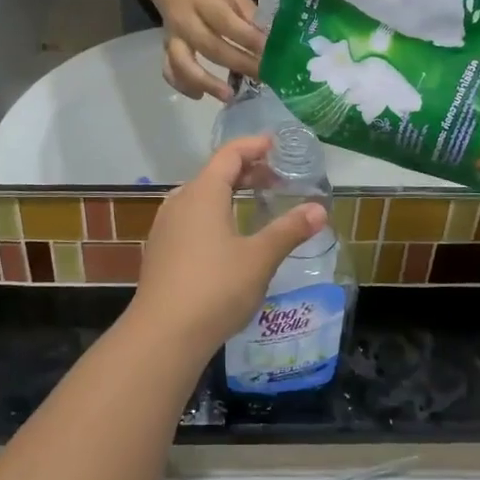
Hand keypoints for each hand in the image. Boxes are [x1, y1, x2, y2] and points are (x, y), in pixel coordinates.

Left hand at [131, 136, 327, 356]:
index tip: (276, 146)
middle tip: (276, 179)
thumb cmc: (215, 288)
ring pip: (200, 196)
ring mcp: (165, 226)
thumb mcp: (259, 258)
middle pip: (214, 173)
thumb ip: (289, 230)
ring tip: (254, 204)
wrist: (163, 334)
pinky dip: (213, 213)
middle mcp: (179, 201)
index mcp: (202, 193)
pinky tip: (227, 237)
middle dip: (245, 171)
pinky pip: (190, 218)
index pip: (229, 154)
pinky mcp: (160, 250)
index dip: (253, 146)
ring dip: (228, 193)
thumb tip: (319, 209)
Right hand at [153, 0, 264, 101]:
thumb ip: (247, 13)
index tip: (270, 52)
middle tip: (262, 77)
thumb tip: (270, 38)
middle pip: (212, 47)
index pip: (228, 23)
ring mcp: (174, 37)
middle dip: (239, 64)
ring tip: (229, 95)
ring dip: (206, 82)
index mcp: (206, 1)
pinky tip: (200, 96)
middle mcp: (187, 21)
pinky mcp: (167, 48)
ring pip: (184, 63)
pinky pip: (170, 70)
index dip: (249, 39)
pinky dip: (183, 85)